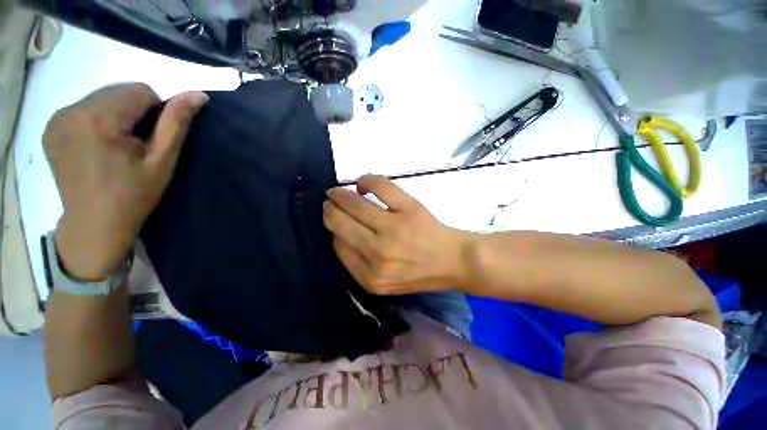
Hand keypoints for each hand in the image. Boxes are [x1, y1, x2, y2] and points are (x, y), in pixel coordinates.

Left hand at [44, 83, 208, 280]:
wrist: (93, 225)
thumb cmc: (133, 195)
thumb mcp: (162, 161)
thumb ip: (176, 124)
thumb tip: (198, 94)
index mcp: (97, 120)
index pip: (139, 90)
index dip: (155, 113)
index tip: (151, 140)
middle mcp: (70, 111)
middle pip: (118, 91)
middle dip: (134, 112)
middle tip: (135, 146)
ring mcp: (56, 118)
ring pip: (101, 97)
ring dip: (116, 114)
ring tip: (116, 146)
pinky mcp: (50, 126)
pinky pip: (84, 107)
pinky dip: (98, 119)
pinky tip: (97, 144)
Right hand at [323, 175, 474, 294]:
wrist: (453, 261)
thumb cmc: (418, 272)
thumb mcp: (383, 281)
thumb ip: (357, 263)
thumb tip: (338, 232)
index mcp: (370, 276)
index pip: (338, 245)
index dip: (333, 229)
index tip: (334, 220)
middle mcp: (378, 253)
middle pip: (339, 222)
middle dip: (329, 208)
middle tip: (330, 201)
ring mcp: (393, 228)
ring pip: (353, 203)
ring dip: (340, 194)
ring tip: (338, 192)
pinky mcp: (409, 209)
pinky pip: (378, 186)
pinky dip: (366, 181)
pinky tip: (363, 184)